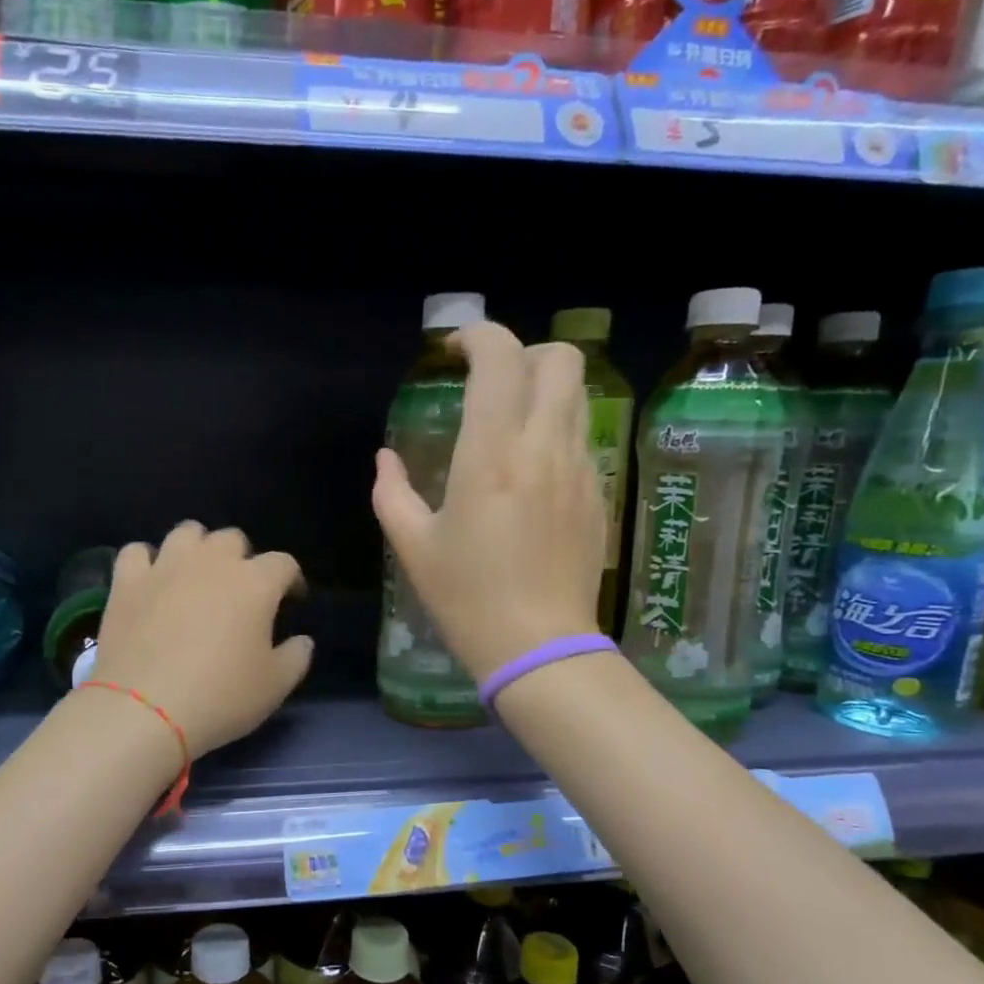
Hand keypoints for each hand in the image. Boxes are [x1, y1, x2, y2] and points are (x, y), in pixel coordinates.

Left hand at [89, 522, 313, 758]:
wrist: (143, 709)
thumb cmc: (219, 697)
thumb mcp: (275, 686)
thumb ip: (296, 657)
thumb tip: (302, 640)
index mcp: (255, 583)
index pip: (284, 564)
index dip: (291, 580)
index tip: (291, 600)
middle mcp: (212, 562)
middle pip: (233, 539)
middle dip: (241, 559)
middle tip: (239, 590)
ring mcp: (166, 567)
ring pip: (187, 533)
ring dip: (197, 549)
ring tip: (196, 576)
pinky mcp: (127, 581)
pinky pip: (137, 552)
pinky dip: (147, 562)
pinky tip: (151, 582)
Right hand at [372, 321, 605, 679]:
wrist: (538, 646)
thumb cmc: (466, 597)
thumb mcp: (413, 546)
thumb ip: (392, 492)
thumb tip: (386, 460)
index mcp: (491, 454)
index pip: (500, 359)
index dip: (477, 336)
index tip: (454, 351)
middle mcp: (543, 447)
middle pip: (559, 358)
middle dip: (523, 353)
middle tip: (490, 382)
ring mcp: (580, 469)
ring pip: (577, 395)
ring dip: (543, 389)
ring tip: (510, 421)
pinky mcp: (598, 494)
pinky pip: (581, 437)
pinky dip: (556, 430)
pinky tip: (530, 471)